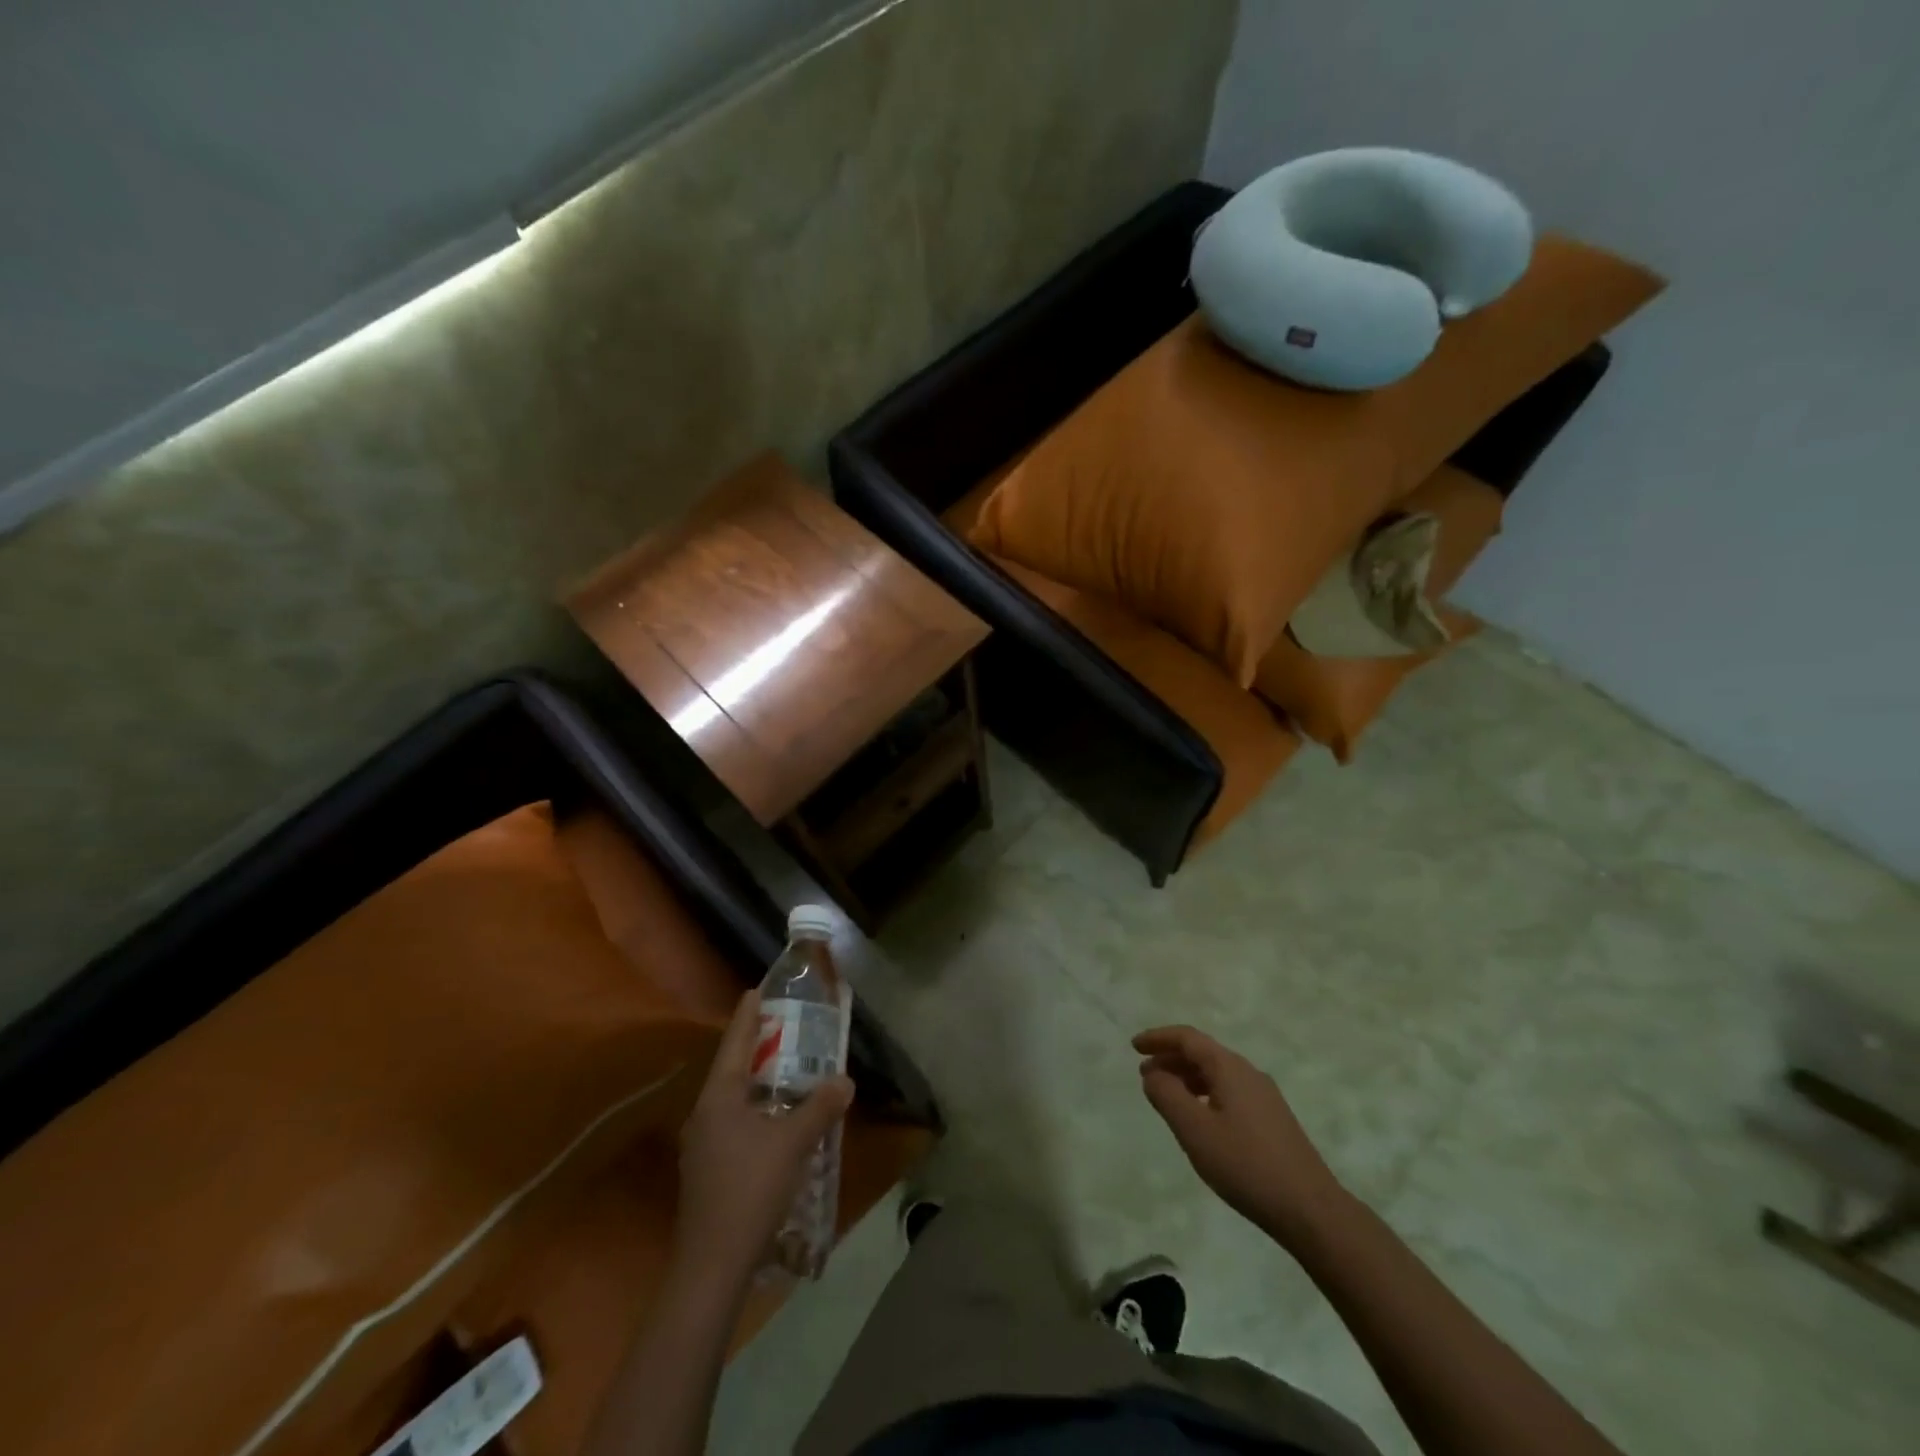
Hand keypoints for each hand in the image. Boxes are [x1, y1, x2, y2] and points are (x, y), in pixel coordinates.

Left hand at [675, 991, 853, 1285]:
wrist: (712, 1267)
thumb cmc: (750, 1190)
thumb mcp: (793, 1144)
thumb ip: (820, 1107)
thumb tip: (845, 1079)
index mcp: (718, 1098)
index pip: (735, 1044)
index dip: (748, 1016)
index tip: (756, 990)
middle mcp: (705, 1115)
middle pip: (732, 1069)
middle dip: (756, 1048)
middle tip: (783, 1028)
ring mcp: (702, 1146)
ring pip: (733, 1100)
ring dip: (757, 1083)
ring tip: (785, 1071)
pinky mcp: (708, 1171)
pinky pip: (734, 1124)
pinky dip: (756, 1111)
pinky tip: (776, 1122)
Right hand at [1134, 1025, 1349, 1248]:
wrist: (1311, 1210)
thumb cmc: (1246, 1165)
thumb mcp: (1195, 1130)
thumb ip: (1167, 1095)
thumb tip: (1152, 1073)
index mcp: (1229, 1068)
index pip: (1188, 1038)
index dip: (1158, 1038)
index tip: (1134, 1046)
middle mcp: (1248, 1073)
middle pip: (1203, 1053)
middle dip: (1170, 1059)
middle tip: (1145, 1075)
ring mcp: (1264, 1097)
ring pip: (1217, 1074)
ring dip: (1187, 1078)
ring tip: (1166, 1097)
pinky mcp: (1272, 1120)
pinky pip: (1229, 1092)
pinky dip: (1205, 1094)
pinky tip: (1199, 1119)